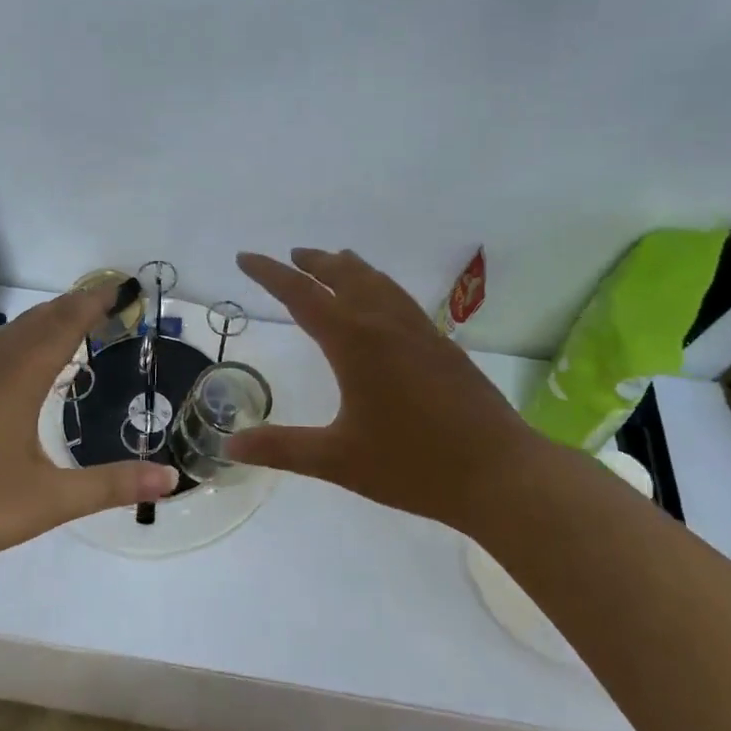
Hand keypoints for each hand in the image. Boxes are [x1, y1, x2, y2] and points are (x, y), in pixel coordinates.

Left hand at [0, 288, 178, 575]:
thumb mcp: (50, 501)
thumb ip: (111, 486)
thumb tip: (170, 479)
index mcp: (16, 381)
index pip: (61, 328)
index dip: (90, 305)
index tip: (116, 288)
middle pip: (33, 323)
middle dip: (68, 307)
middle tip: (99, 299)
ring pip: (5, 336)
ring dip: (38, 321)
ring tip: (62, 322)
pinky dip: (13, 342)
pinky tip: (12, 364)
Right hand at [228, 249, 547, 531]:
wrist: (500, 473)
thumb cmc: (412, 465)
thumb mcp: (337, 460)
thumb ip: (281, 448)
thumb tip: (230, 445)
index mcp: (354, 342)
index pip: (301, 294)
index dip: (269, 274)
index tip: (245, 257)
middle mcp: (385, 324)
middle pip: (343, 275)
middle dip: (312, 262)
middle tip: (291, 256)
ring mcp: (419, 331)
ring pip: (377, 281)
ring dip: (348, 267)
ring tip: (333, 262)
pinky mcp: (443, 345)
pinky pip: (400, 297)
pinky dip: (377, 284)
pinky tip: (381, 303)